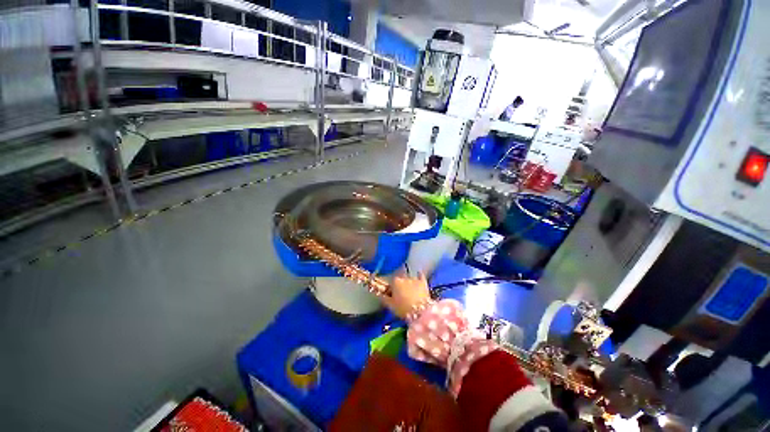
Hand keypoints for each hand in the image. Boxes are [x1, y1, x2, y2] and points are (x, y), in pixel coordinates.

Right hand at [381, 272, 431, 318]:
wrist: (420, 312)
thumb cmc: (403, 309)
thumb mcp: (390, 305)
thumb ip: (384, 298)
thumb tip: (380, 294)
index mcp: (395, 282)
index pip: (392, 282)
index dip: (392, 288)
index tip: (393, 294)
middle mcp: (404, 277)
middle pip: (401, 279)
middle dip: (401, 284)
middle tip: (402, 293)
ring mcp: (414, 279)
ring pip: (410, 278)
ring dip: (409, 283)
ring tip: (411, 291)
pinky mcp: (423, 282)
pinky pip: (420, 275)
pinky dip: (419, 275)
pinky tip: (419, 273)